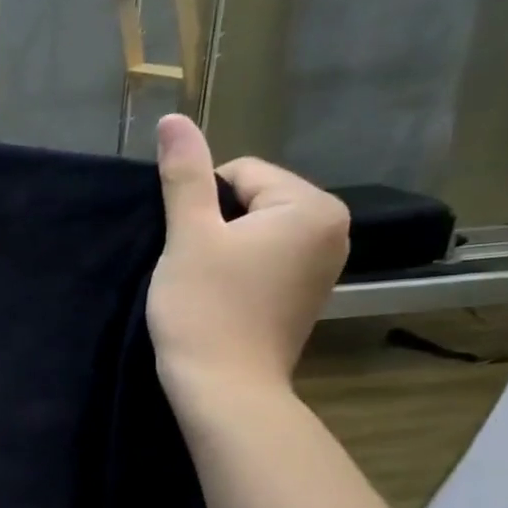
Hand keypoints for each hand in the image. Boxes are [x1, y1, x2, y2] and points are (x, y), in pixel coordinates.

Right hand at [147, 114, 348, 407]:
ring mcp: (324, 266)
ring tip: (206, 285)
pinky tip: (222, 300)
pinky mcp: (307, 295)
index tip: (190, 247)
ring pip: (255, 232)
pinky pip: (266, 261)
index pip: (242, 173)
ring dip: (223, 249)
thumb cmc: (205, 308)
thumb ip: (185, 174)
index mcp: (312, 206)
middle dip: (216, 227)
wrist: (224, 388)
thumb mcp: (188, 235)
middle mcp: (333, 230)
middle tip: (195, 268)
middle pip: (252, 201)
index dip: (201, 206)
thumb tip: (173, 119)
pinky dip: (239, 272)